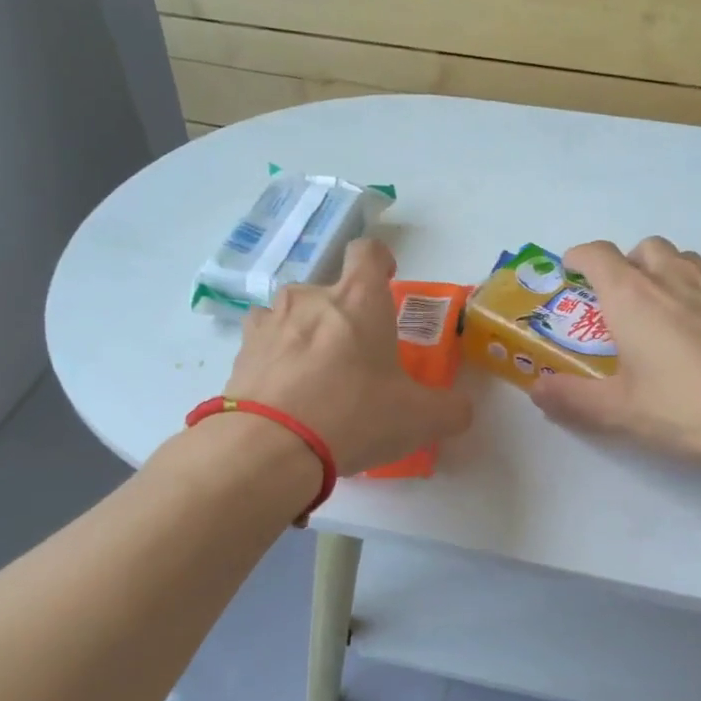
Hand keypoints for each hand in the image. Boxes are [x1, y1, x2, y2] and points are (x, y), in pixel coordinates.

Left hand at [224, 238, 472, 475]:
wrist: (270, 448)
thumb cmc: (354, 416)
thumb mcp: (420, 419)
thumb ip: (450, 409)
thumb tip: (459, 409)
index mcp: (359, 300)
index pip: (368, 252)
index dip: (380, 261)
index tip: (387, 281)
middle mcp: (310, 298)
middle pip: (330, 292)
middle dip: (344, 318)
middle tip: (357, 360)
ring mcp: (269, 322)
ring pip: (293, 317)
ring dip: (306, 337)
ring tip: (316, 379)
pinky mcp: (241, 353)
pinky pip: (265, 346)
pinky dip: (276, 362)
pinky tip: (286, 397)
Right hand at [530, 237, 700, 468]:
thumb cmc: (684, 409)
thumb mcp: (619, 411)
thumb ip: (572, 398)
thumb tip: (538, 390)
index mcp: (632, 296)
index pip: (597, 255)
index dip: (579, 257)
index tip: (571, 270)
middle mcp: (674, 277)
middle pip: (643, 249)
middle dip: (626, 265)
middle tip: (621, 302)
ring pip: (684, 259)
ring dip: (665, 273)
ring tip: (664, 312)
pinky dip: (700, 292)